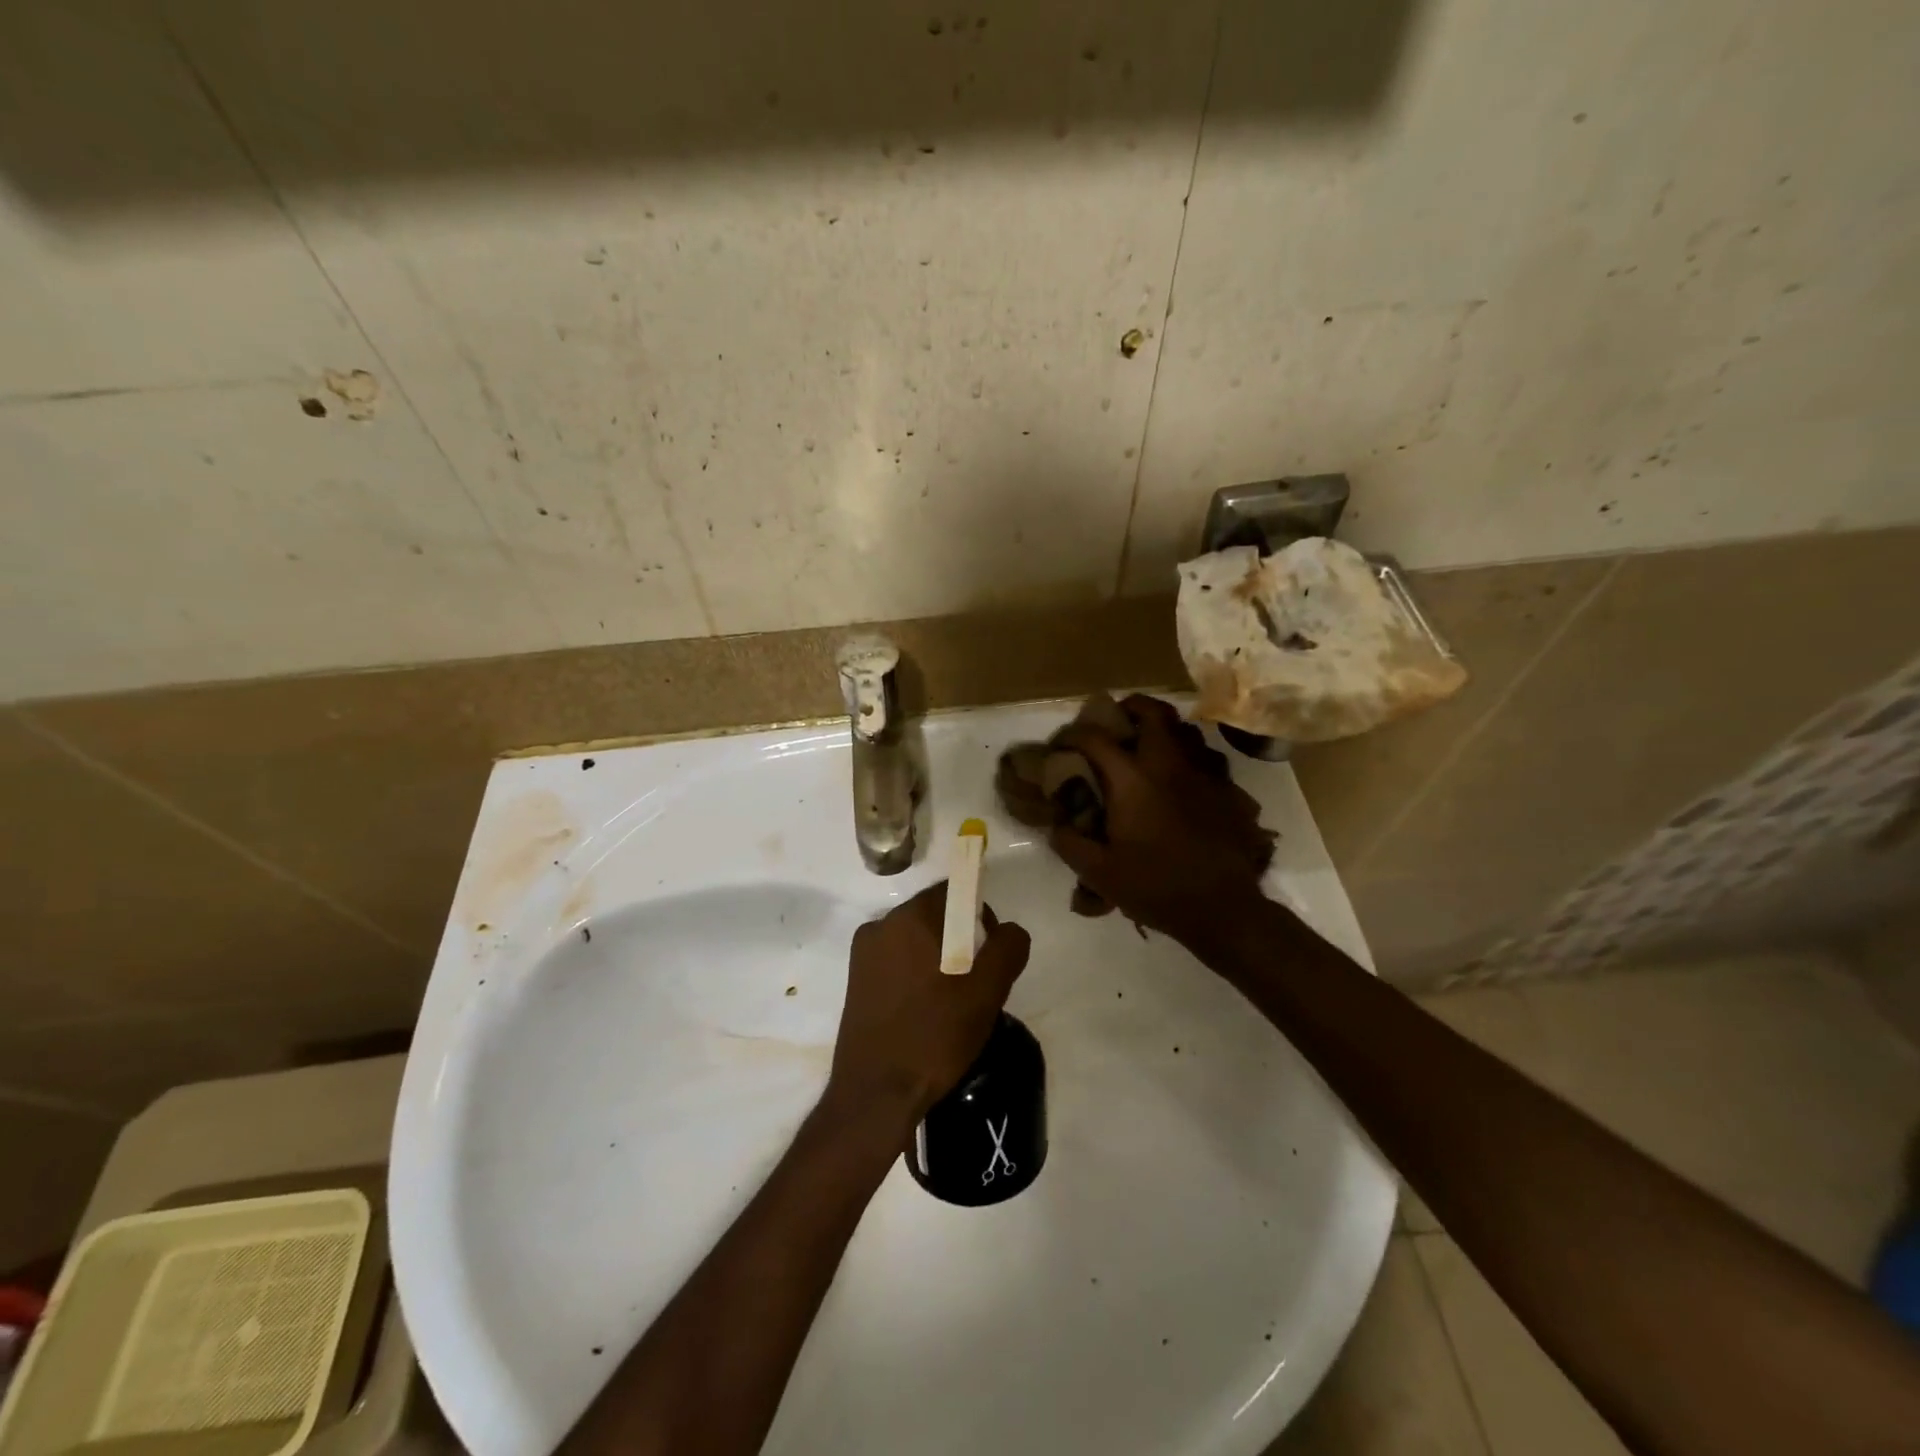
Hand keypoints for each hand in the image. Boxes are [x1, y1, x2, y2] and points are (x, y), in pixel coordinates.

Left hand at [830, 883, 1030, 1121]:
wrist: (876, 1095)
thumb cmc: (934, 1035)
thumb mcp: (987, 991)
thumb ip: (1008, 947)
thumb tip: (1009, 930)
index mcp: (910, 917)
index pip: (953, 893)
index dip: (979, 915)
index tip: (989, 953)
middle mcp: (880, 925)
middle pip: (934, 916)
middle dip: (960, 941)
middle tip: (976, 983)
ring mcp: (863, 955)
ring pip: (915, 942)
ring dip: (938, 960)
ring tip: (952, 1004)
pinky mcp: (855, 982)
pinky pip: (896, 963)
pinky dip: (916, 976)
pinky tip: (927, 1013)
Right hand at [1049, 695, 1270, 944]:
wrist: (1223, 908)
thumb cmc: (1156, 887)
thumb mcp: (1099, 873)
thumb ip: (1070, 843)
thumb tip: (1057, 824)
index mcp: (1132, 780)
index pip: (1096, 738)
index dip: (1073, 734)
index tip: (1062, 744)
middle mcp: (1169, 765)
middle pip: (1153, 712)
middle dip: (1130, 708)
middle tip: (1116, 722)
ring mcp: (1204, 774)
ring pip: (1186, 730)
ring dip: (1164, 731)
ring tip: (1149, 749)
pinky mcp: (1227, 791)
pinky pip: (1208, 759)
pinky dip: (1190, 759)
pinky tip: (1182, 781)